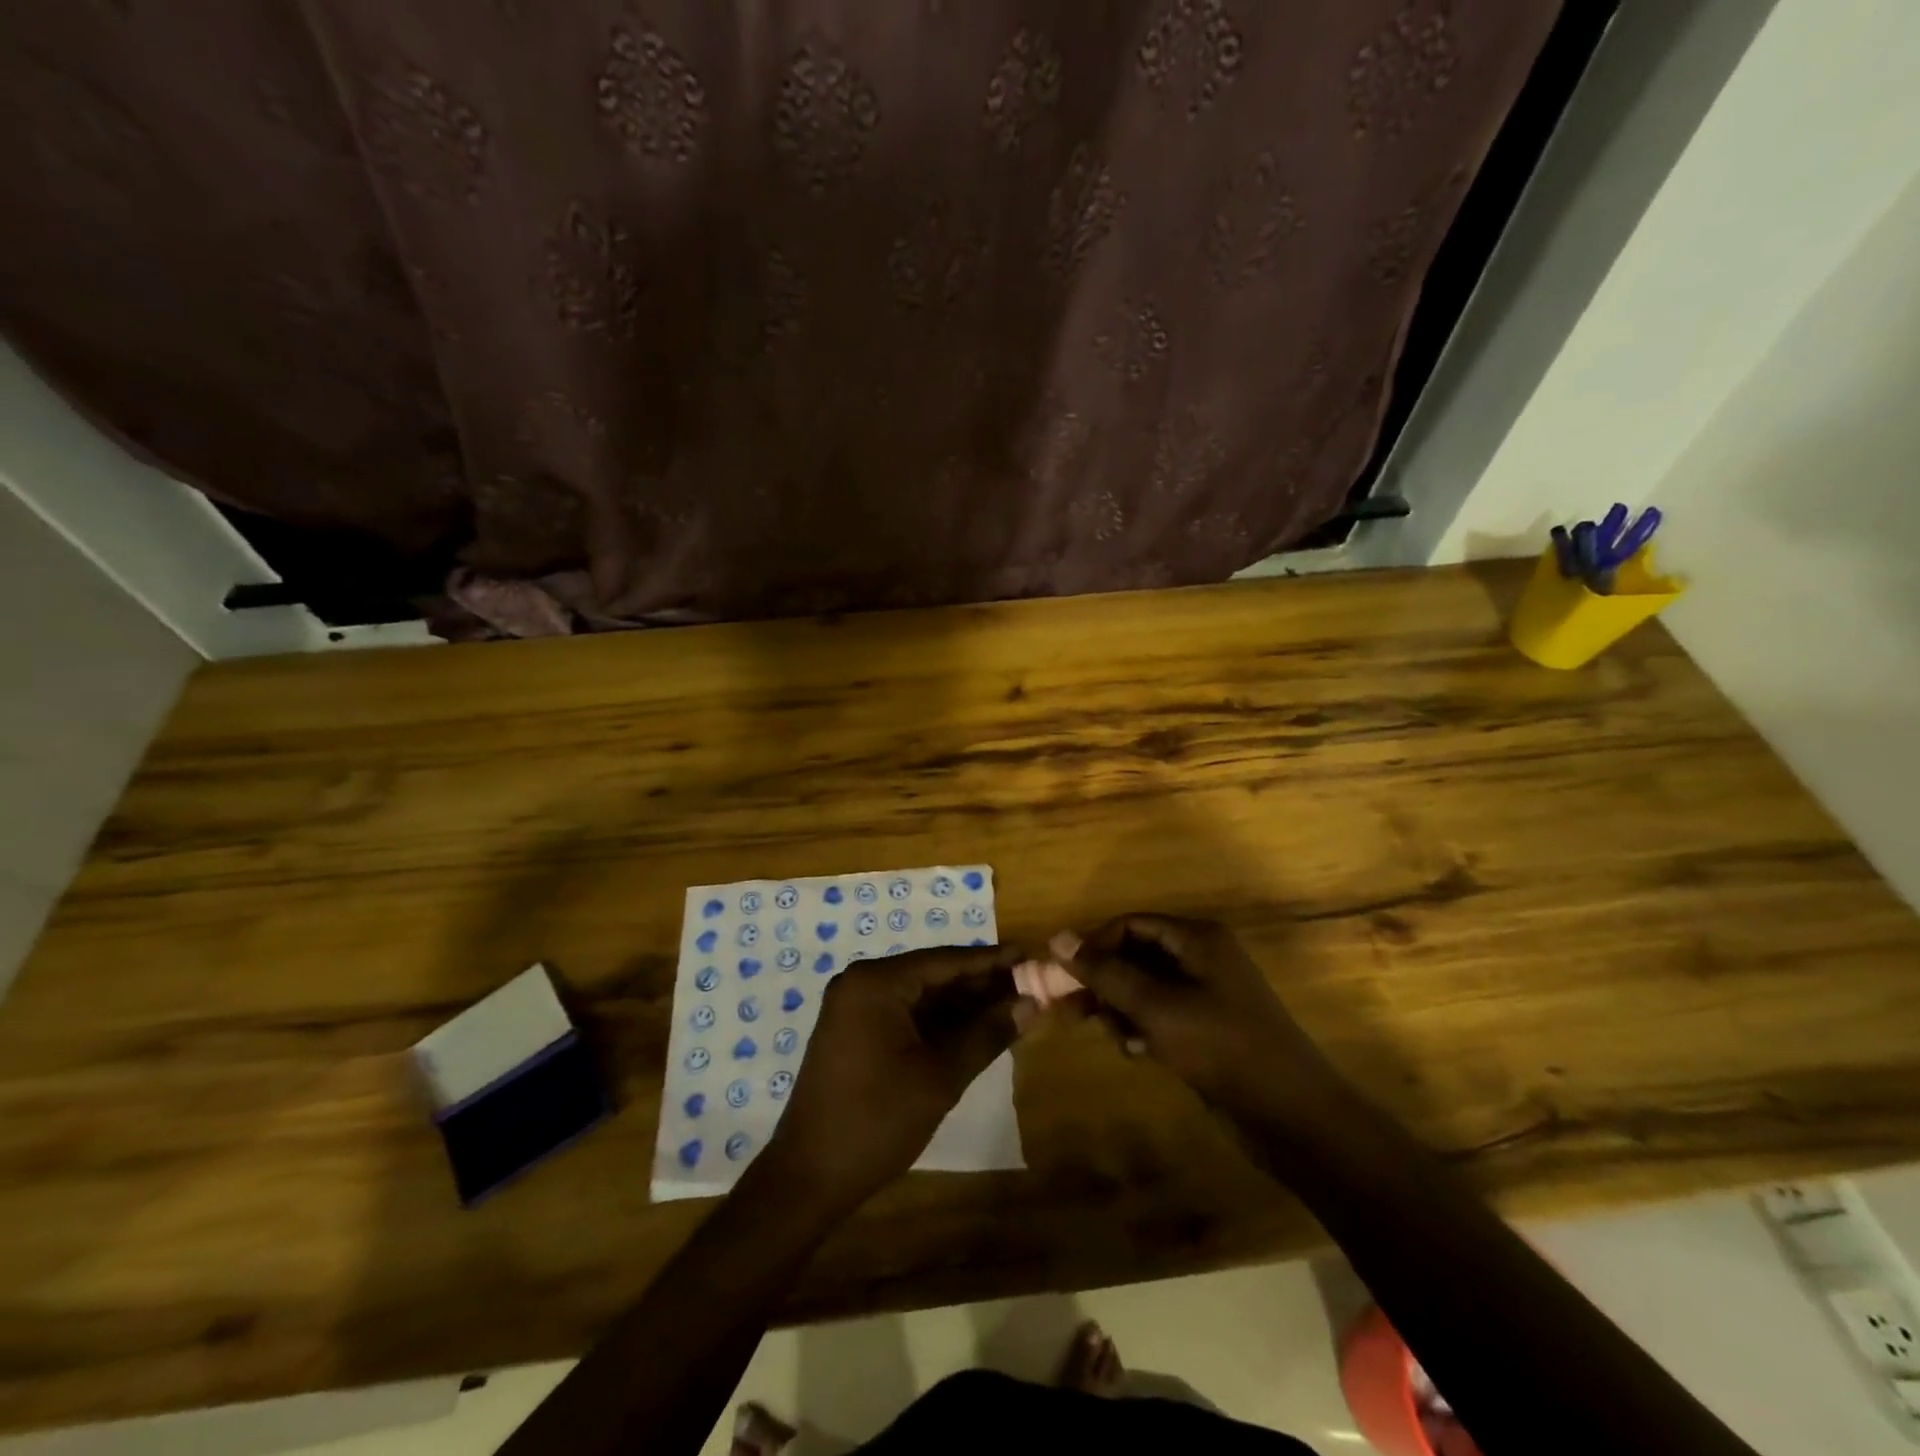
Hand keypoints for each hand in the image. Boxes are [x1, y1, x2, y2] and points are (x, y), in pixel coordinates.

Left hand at [764, 944, 1019, 1208]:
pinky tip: (975, 1030)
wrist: (808, 1178)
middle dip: (980, 984)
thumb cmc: (876, 1121)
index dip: (992, 961)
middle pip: (933, 975)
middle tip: (1030, 986)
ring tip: (1012, 1006)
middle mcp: (862, 983)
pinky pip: (905, 1015)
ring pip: (921, 997)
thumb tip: (1032, 1003)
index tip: (1031, 956)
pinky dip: (939, 1023)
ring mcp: (854, 1008)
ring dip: (963, 1005)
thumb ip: (987, 1034)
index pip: (945, 961)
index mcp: (876, 982)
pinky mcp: (854, 1033)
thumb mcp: (940, 1077)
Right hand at [1068, 914, 1342, 1124]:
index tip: (1065, 976)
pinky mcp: (1209, 1027)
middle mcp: (1202, 957)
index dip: (1095, 945)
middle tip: (1072, 1010)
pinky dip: (1143, 1028)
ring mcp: (1208, 994)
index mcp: (1197, 939)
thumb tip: (1058, 938)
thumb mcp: (1156, 1006)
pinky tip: (1137, 1052)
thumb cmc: (1220, 1046)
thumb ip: (1106, 972)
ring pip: (1146, 988)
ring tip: (1114, 1036)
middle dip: (1105, 981)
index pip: (1130, 924)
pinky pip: (1162, 1015)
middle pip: (1136, 955)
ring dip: (1122, 1008)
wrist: (1291, 1114)